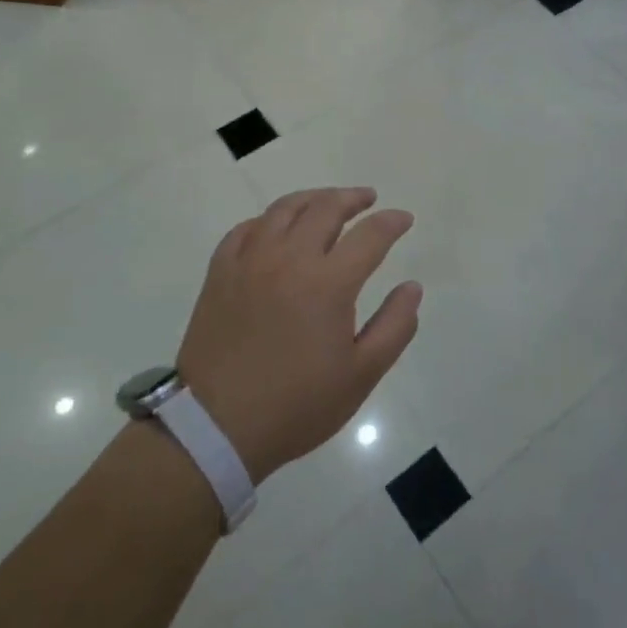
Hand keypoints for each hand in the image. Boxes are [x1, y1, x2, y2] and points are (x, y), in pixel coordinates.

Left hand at [177, 187, 420, 483]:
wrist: (214, 429)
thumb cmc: (296, 405)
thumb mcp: (361, 374)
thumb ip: (395, 326)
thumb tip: (412, 287)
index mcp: (329, 283)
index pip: (370, 234)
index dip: (392, 222)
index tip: (404, 219)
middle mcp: (290, 259)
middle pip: (326, 208)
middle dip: (353, 198)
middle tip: (368, 199)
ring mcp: (250, 262)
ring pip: (284, 209)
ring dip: (313, 199)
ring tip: (327, 202)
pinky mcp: (220, 273)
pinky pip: (245, 229)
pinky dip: (267, 220)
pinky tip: (275, 228)